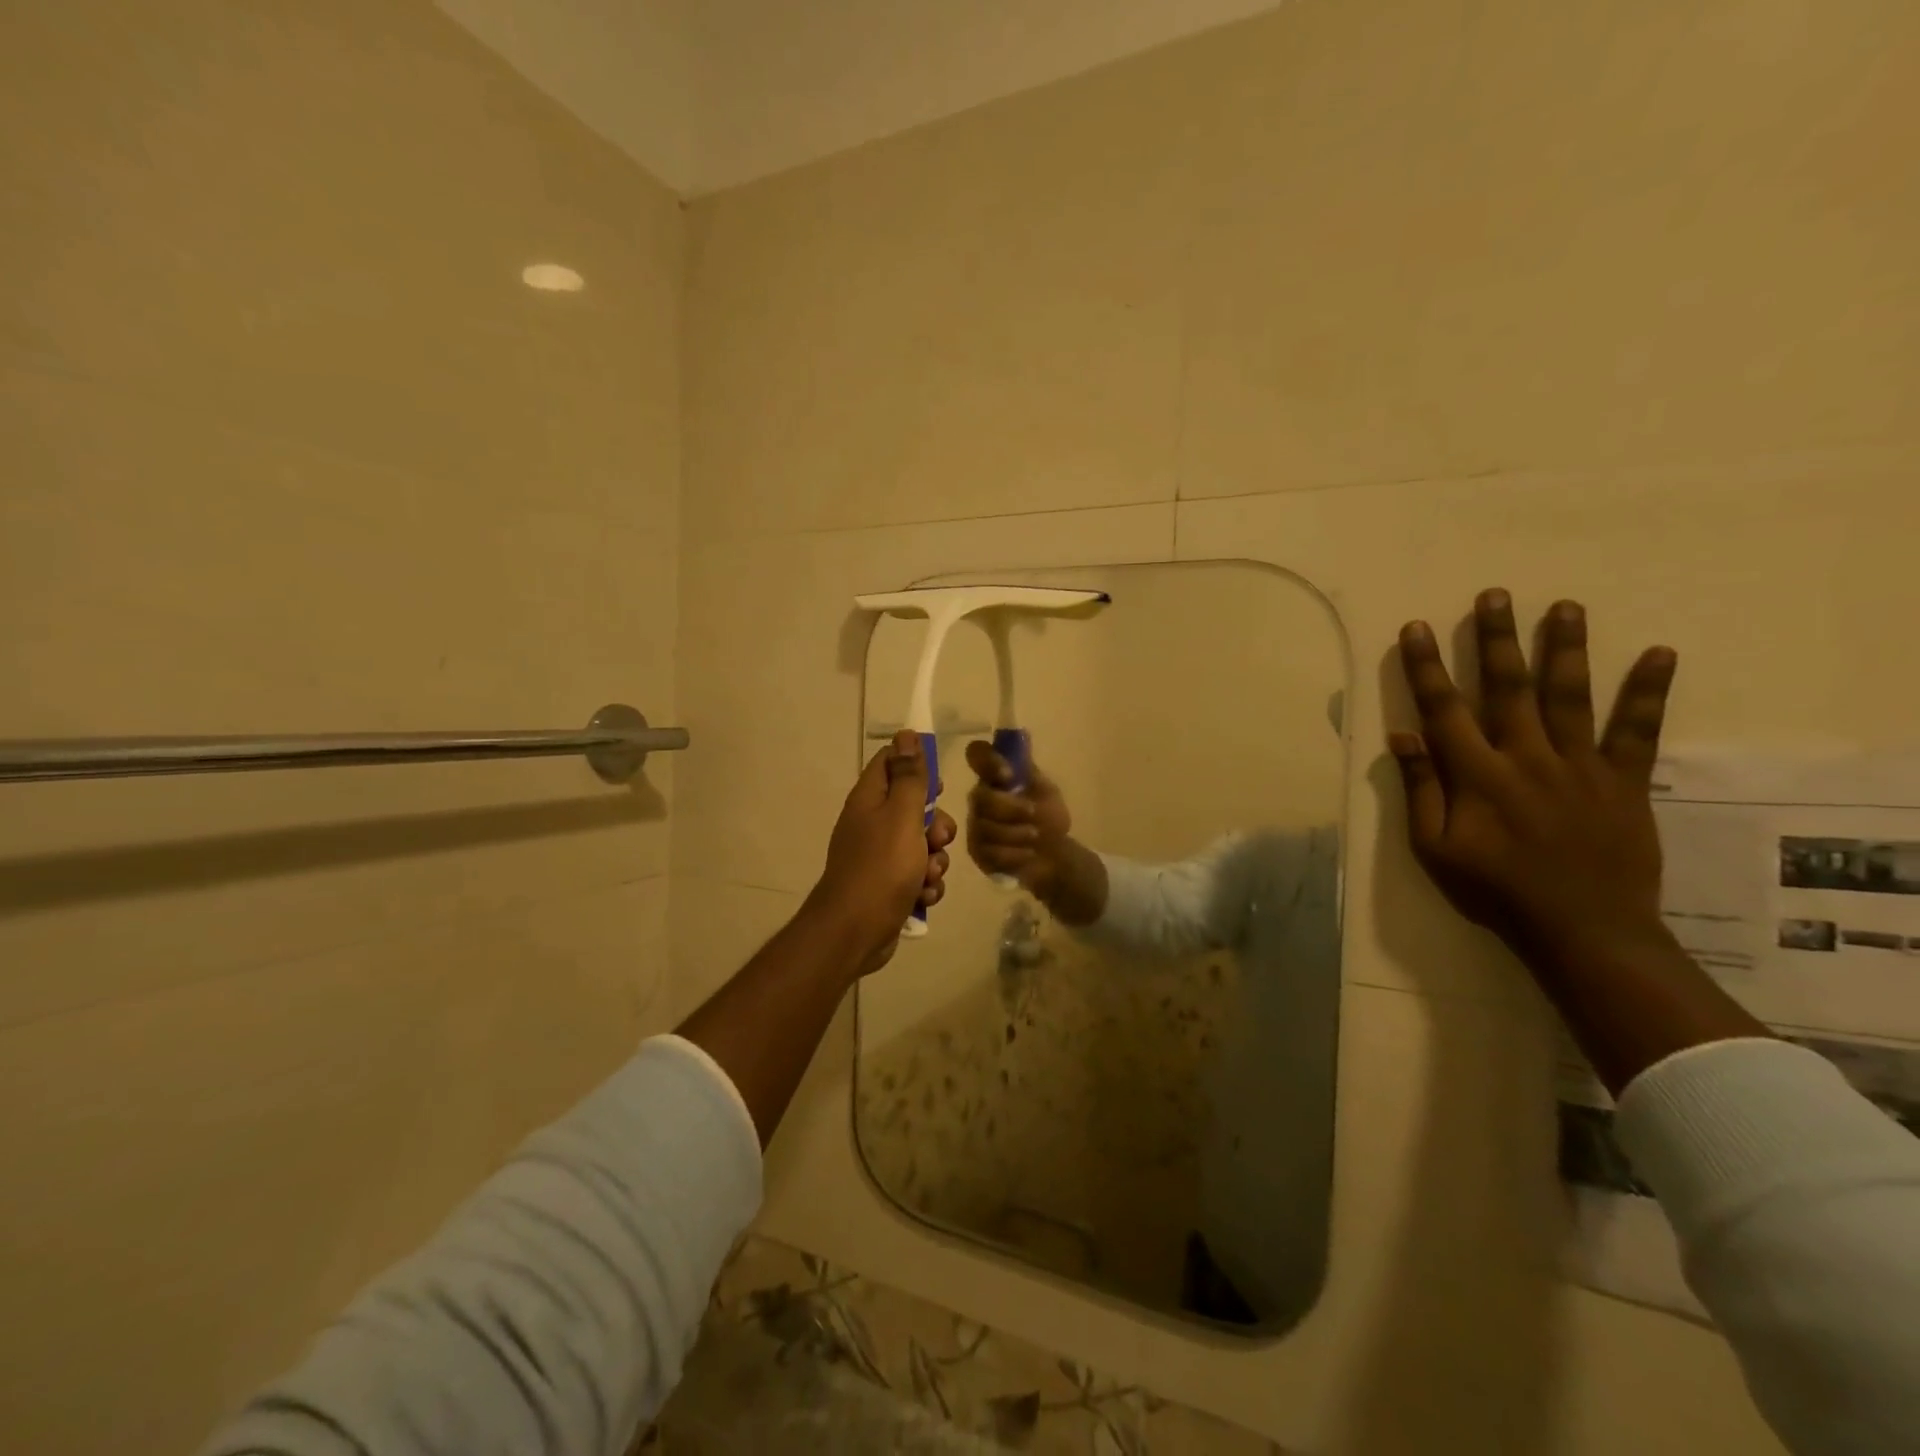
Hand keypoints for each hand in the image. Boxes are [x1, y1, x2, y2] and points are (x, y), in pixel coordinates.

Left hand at [808, 730, 956, 974]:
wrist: (855, 932)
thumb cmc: (881, 867)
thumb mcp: (902, 816)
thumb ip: (909, 777)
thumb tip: (906, 734)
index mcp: (869, 799)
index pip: (890, 762)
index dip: (917, 767)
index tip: (938, 785)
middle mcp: (871, 823)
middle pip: (914, 807)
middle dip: (936, 824)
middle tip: (937, 838)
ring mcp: (879, 856)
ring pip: (922, 845)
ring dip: (935, 860)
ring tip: (928, 875)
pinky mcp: (889, 885)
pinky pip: (918, 874)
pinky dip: (925, 885)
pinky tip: (924, 896)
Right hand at [963, 740, 1073, 895]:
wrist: (1054, 855)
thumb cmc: (1048, 817)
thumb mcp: (1045, 790)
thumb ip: (1028, 769)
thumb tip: (1022, 732)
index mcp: (995, 776)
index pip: (977, 754)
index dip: (987, 761)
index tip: (1008, 775)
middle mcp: (980, 797)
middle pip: (980, 797)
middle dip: (1010, 808)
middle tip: (1034, 815)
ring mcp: (976, 825)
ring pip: (986, 827)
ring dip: (1017, 833)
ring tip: (1035, 837)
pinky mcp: (977, 851)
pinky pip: (989, 851)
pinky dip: (1014, 854)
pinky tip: (1027, 854)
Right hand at [1388, 590, 1677, 965]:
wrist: (1584, 929)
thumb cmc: (1495, 890)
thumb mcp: (1434, 848)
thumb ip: (1421, 789)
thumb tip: (1402, 736)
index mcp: (1476, 776)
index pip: (1444, 710)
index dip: (1427, 668)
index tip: (1417, 629)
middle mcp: (1526, 758)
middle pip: (1508, 688)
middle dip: (1497, 639)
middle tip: (1494, 595)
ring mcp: (1580, 765)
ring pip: (1568, 695)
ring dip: (1564, 648)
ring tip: (1564, 606)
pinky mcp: (1624, 780)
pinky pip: (1638, 730)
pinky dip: (1648, 692)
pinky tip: (1659, 653)